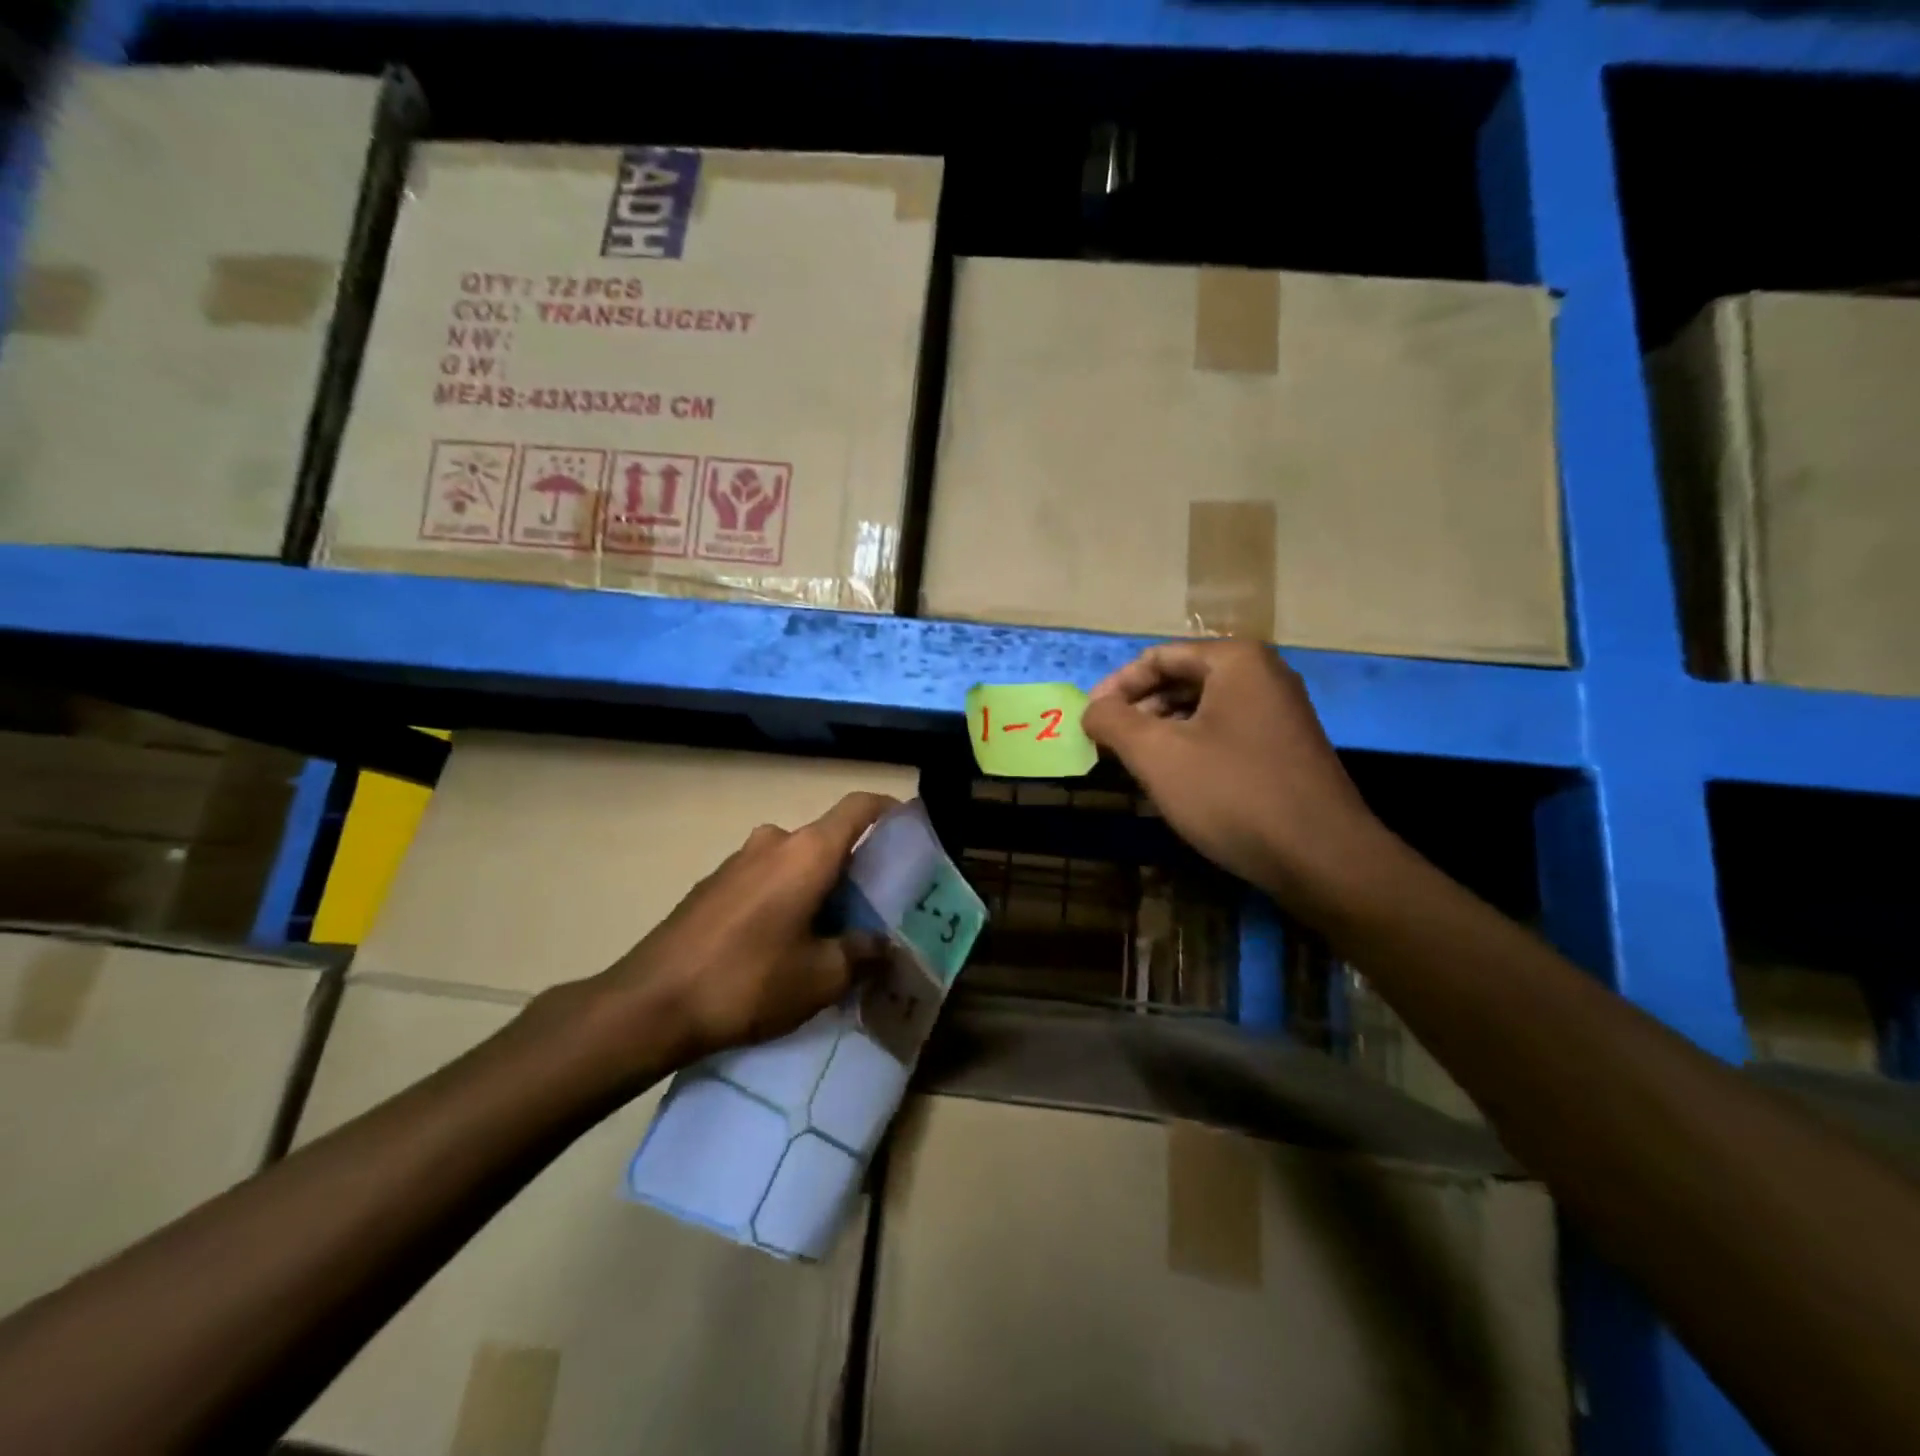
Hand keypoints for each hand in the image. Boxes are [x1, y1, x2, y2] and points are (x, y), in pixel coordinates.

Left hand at [559, 792, 896, 1080]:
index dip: (890, 810)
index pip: (859, 807)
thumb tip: (883, 946)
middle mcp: (773, 842)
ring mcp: (737, 861)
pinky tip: (781, 944)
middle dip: (855, 867)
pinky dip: (784, 897)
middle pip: (827, 839)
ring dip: (817, 886)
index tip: (911, 828)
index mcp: (808, 852)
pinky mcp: (710, 885)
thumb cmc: (748, 981)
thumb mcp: (821, 978)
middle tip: (874, 907)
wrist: (649, 1004)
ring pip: (794, 861)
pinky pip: (763, 878)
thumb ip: (861, 954)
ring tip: (829, 931)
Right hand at [1081, 641, 1383, 904]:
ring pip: (1202, 710)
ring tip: (1133, 764)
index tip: (1088, 721)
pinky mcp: (1286, 748)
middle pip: (1181, 680)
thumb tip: (1091, 709)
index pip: (1158, 658)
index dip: (1115, 688)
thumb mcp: (1156, 754)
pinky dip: (1190, 748)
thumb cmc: (1231, 793)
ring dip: (1161, 731)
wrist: (1321, 857)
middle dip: (1138, 710)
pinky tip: (1174, 780)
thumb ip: (1113, 722)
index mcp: (1235, 661)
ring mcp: (1280, 713)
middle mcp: (1263, 675)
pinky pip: (1224, 733)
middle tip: (1107, 744)